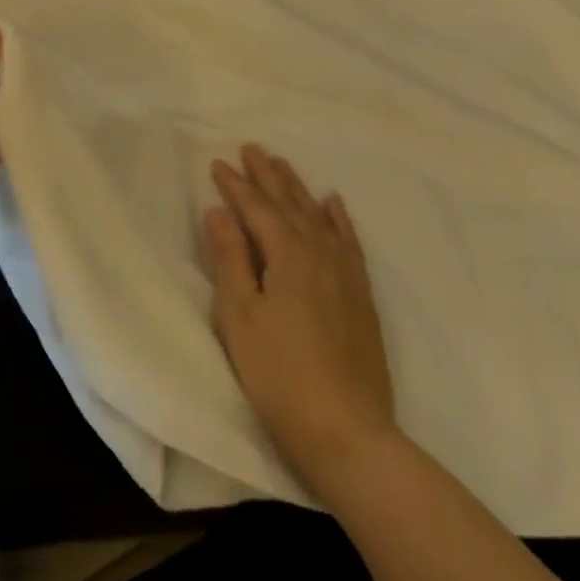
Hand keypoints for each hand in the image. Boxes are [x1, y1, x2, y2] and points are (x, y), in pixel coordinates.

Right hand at [205, 143, 398, 496]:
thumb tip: (220, 211)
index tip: (218, 162)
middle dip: (269, 176)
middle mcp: (322, 256)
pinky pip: (349, 242)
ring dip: (299, 189)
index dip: (236, 185)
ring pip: (320, 218)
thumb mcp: (239, 315)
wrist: (348, 432)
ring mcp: (347, 276)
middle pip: (291, 205)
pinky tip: (333, 205)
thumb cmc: (278, 373)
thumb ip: (230, 258)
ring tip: (283, 165)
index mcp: (289, 257)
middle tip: (252, 148)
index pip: (258, 210)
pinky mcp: (361, 297)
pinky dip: (339, 219)